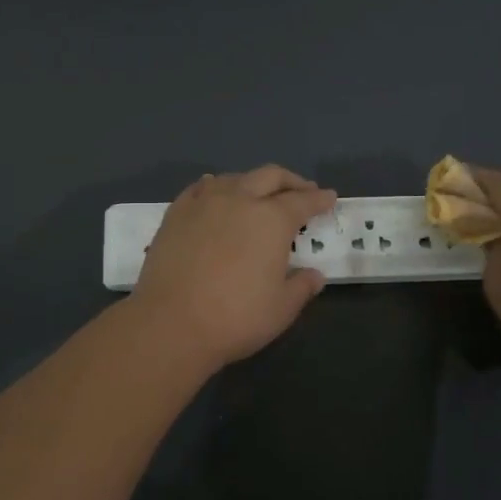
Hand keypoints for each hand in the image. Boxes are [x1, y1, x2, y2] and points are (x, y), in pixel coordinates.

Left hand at [131, 165, 336, 370]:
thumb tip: (314, 275)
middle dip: (291, 181)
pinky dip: (216, 186)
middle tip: (302, 190)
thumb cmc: (235, 317)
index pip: (303, 201)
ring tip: (259, 194)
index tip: (329, 198)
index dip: (319, 199)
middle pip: (270, 176)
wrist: (170, 323)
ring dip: (253, 182)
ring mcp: (204, 203)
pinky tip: (216, 193)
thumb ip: (301, 287)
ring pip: (234, 178)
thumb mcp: (281, 309)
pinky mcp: (176, 213)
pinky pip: (200, 188)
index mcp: (272, 219)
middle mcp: (240, 200)